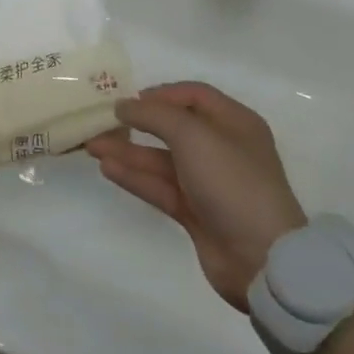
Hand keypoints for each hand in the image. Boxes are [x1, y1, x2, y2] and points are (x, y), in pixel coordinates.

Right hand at [84, 82, 305, 311]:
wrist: (262, 259)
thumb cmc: (232, 182)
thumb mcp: (193, 135)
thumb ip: (154, 115)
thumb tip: (123, 106)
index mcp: (234, 123)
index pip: (193, 96)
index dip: (160, 94)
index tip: (128, 100)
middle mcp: (222, 148)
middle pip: (173, 127)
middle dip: (136, 123)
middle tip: (102, 121)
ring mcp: (208, 182)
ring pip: (161, 159)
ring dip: (128, 151)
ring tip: (92, 145)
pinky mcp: (195, 212)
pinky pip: (159, 187)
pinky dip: (135, 177)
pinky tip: (107, 168)